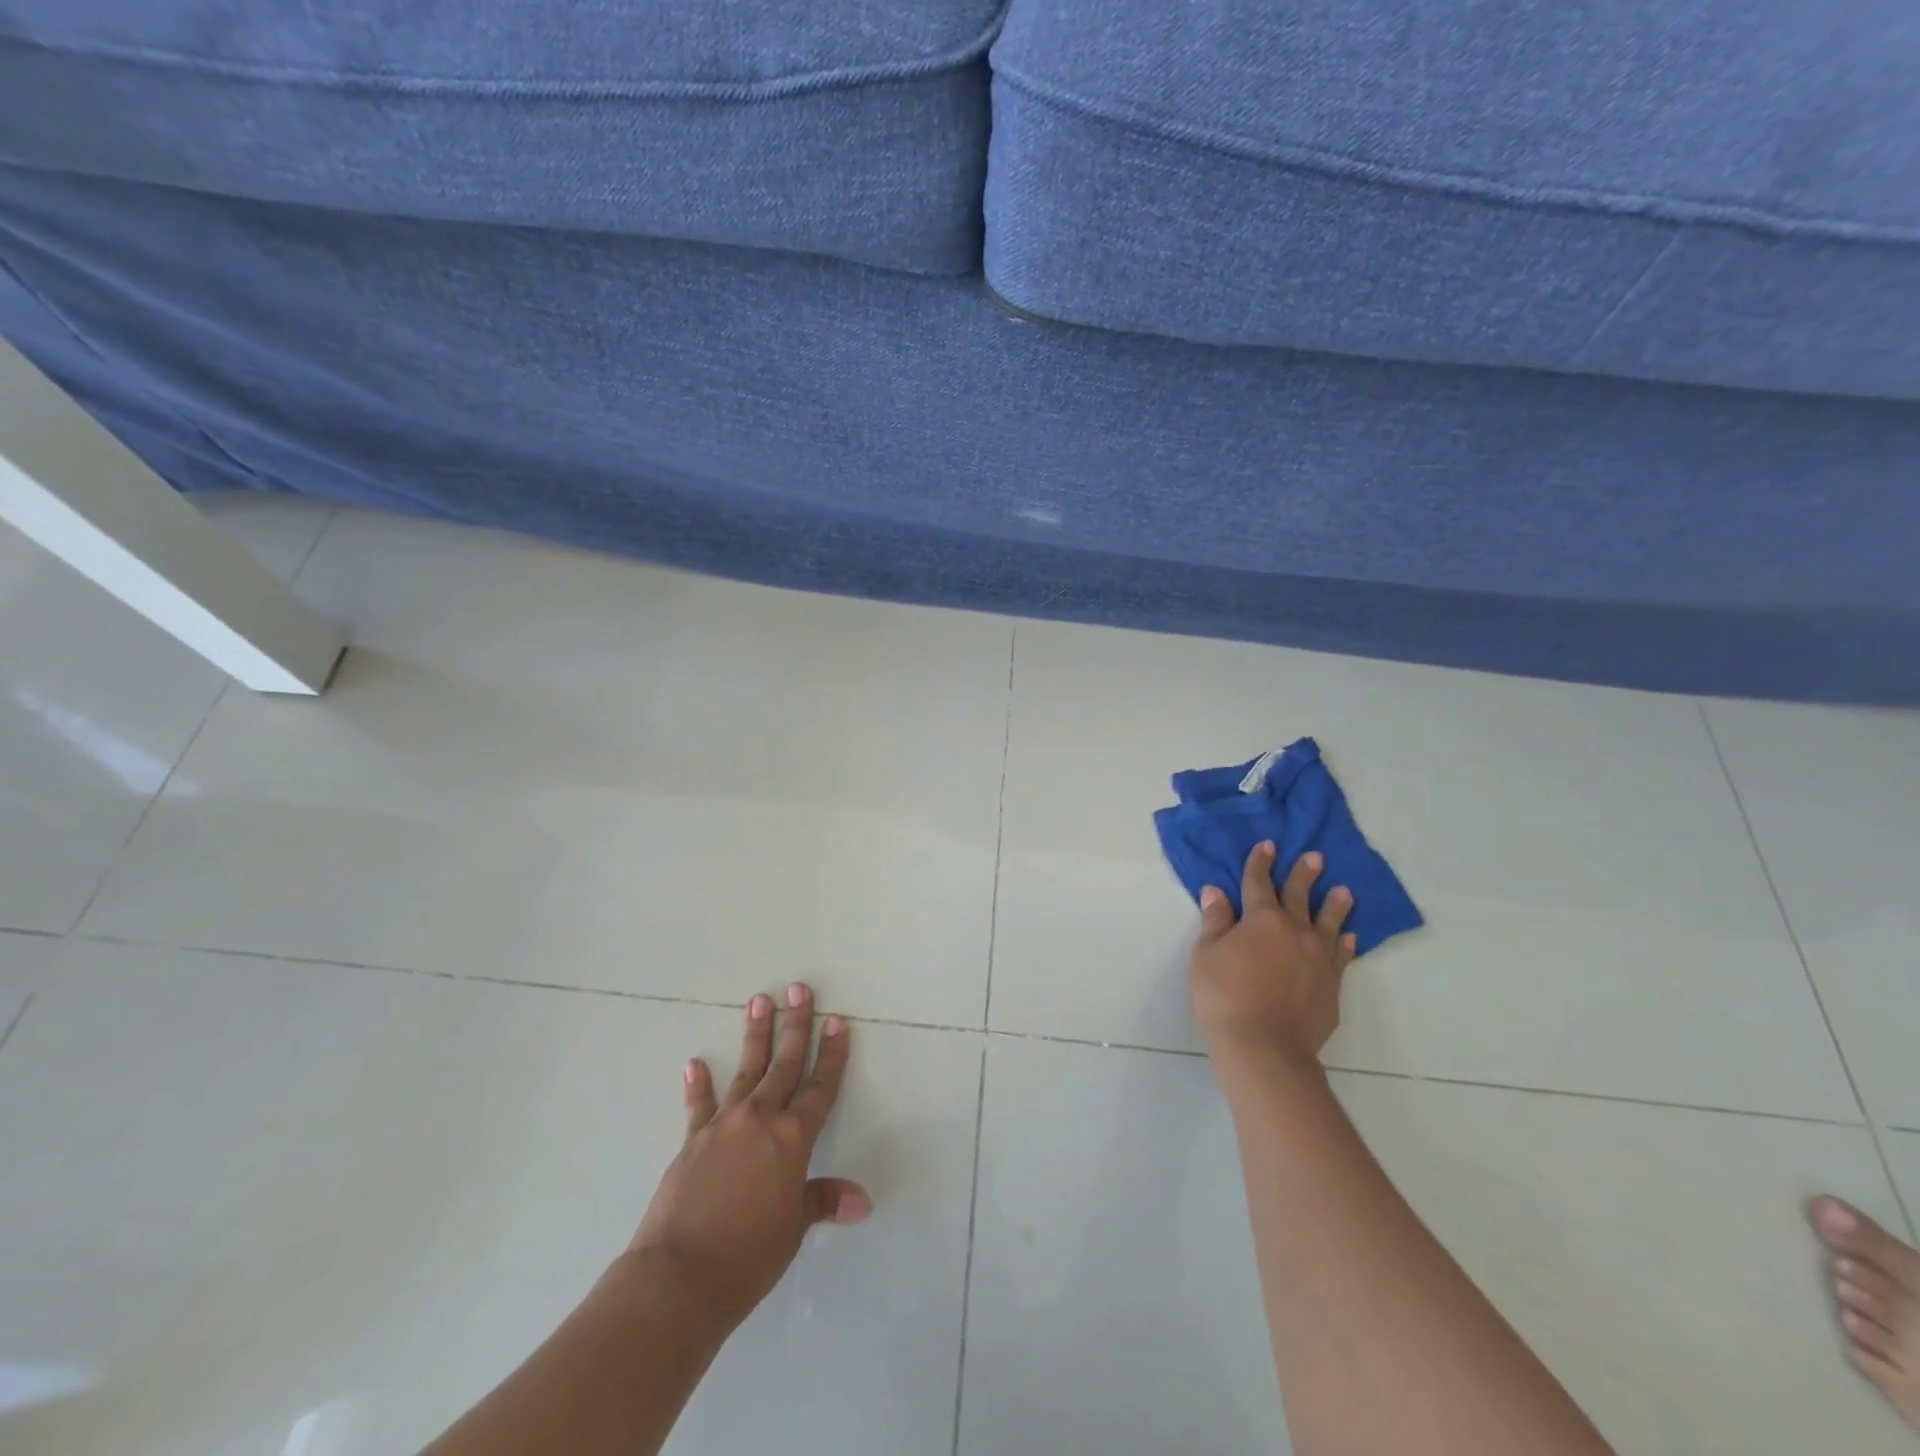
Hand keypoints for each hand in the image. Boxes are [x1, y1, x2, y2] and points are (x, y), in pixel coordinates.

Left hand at [629, 984, 870, 1330]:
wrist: (678, 1277)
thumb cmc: (748, 1256)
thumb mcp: (793, 1229)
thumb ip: (823, 1201)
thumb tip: (862, 1200)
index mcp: (793, 1138)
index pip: (821, 1086)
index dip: (832, 1053)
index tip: (837, 1021)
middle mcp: (761, 1119)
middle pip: (785, 1063)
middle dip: (795, 1024)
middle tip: (799, 988)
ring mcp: (724, 1124)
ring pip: (746, 1070)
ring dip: (755, 1035)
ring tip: (759, 1000)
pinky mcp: (692, 1140)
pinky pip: (699, 1105)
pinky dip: (699, 1084)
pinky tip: (696, 1063)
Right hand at [1189, 842, 1356, 1068]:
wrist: (1264, 1047)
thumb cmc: (1224, 996)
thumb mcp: (1206, 954)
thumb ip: (1215, 921)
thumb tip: (1216, 891)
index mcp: (1261, 919)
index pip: (1258, 882)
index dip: (1260, 863)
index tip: (1267, 846)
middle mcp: (1295, 931)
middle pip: (1300, 896)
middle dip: (1305, 874)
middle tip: (1316, 857)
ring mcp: (1318, 959)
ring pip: (1330, 924)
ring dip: (1336, 906)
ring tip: (1344, 892)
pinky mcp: (1332, 986)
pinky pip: (1342, 957)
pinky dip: (1346, 944)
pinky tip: (1349, 938)